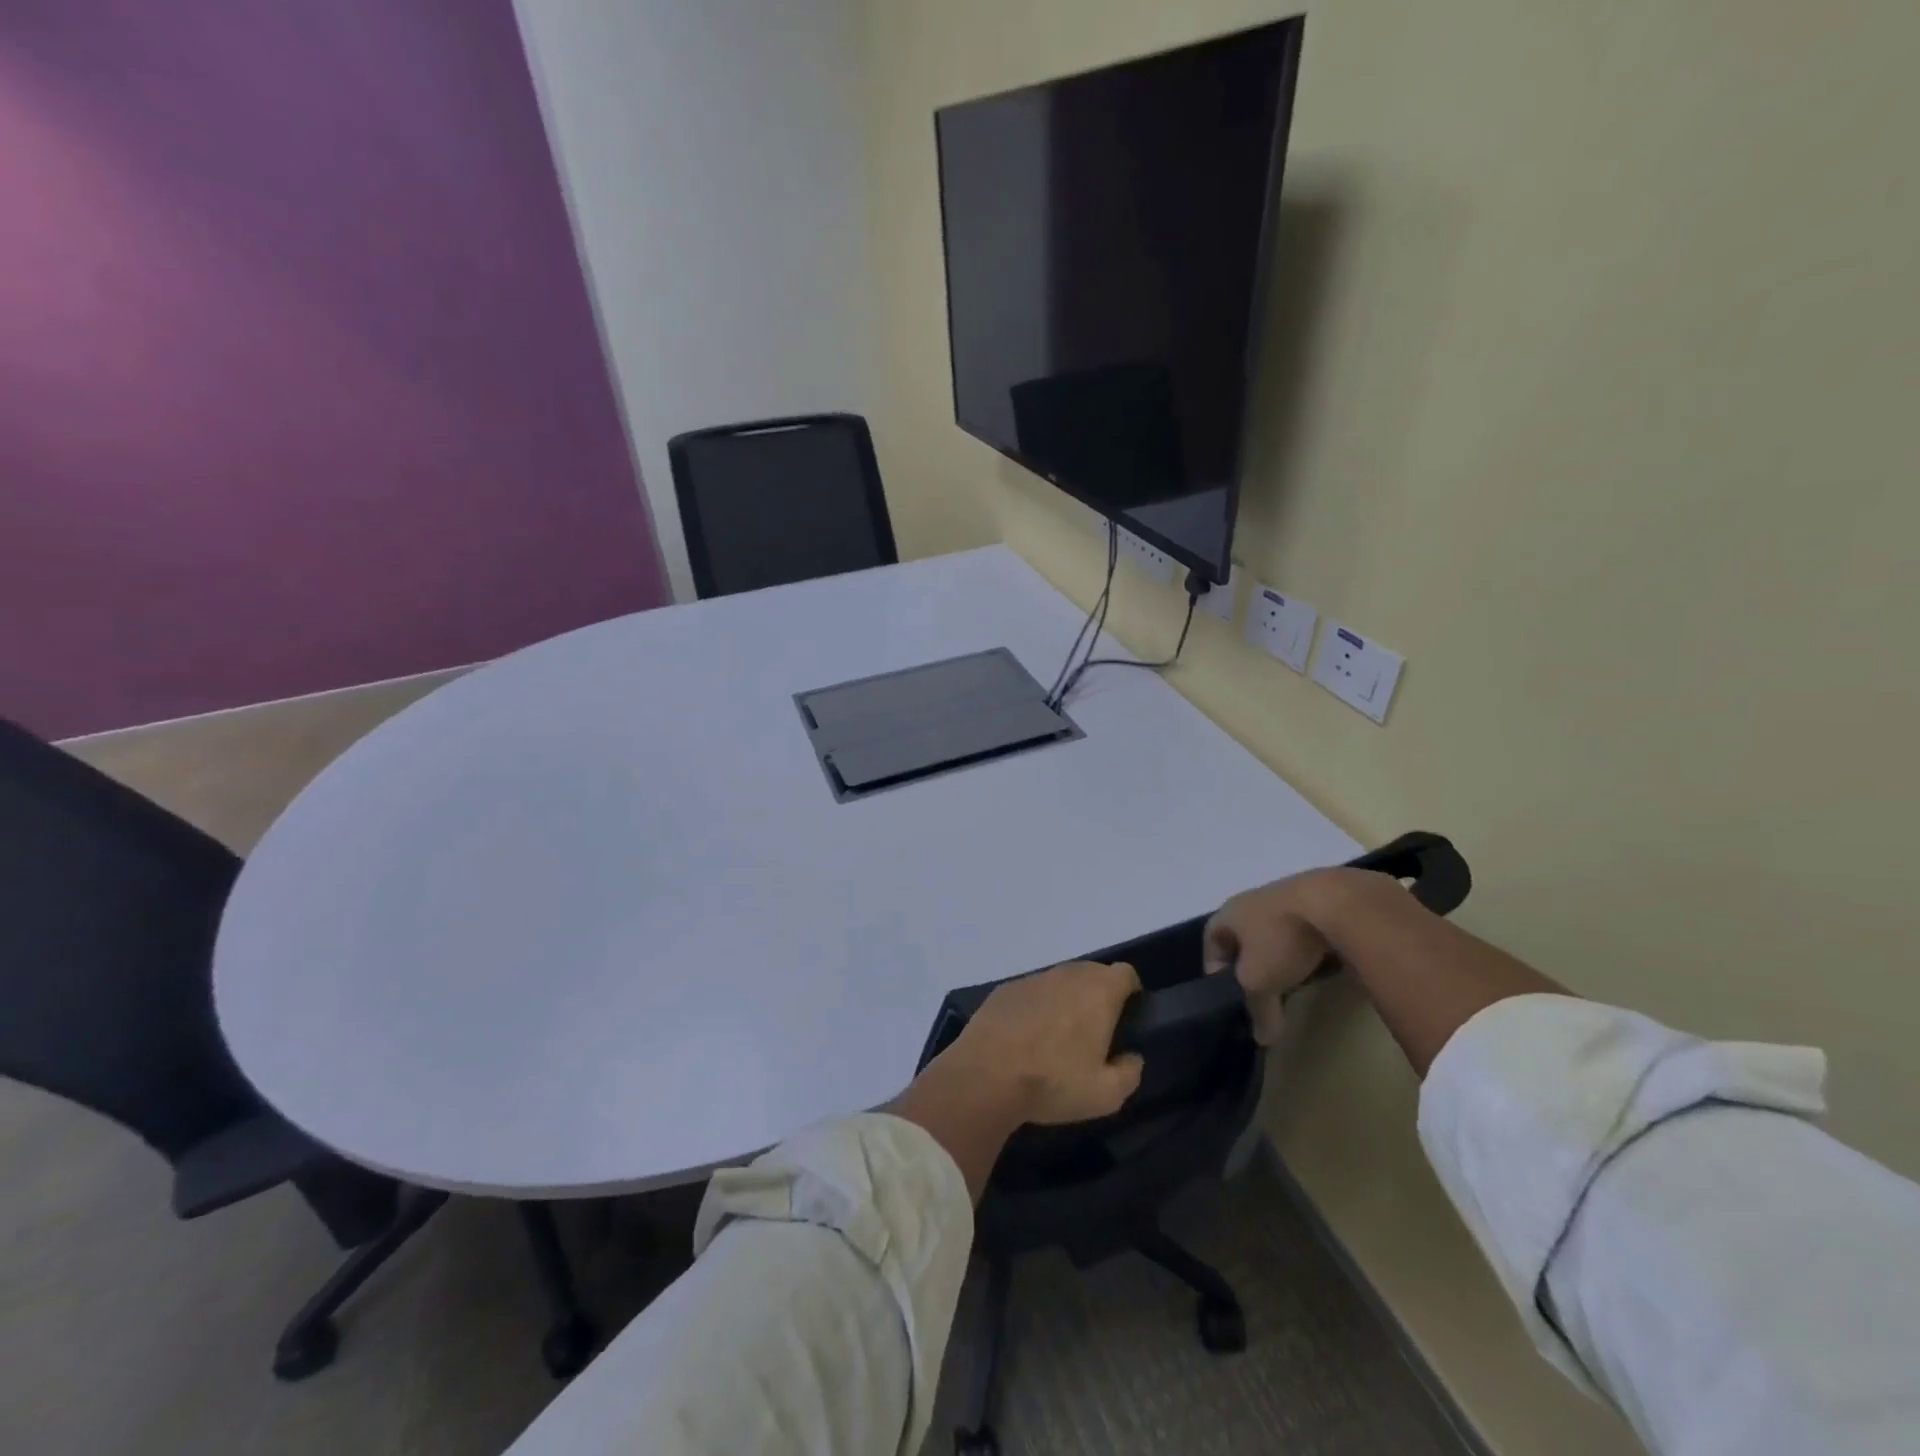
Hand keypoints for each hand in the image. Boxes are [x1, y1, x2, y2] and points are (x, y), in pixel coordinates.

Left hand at [943, 960, 1145, 1124]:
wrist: (986, 1074)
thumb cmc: (1053, 1082)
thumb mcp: (1106, 1095)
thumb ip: (1129, 1073)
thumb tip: (1132, 1057)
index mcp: (1098, 992)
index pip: (1126, 973)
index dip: (1130, 992)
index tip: (1126, 1017)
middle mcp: (1068, 974)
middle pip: (1093, 973)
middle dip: (1098, 995)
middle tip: (1094, 1031)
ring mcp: (1034, 978)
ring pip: (1061, 981)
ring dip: (1066, 1000)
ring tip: (1058, 1036)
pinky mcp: (1006, 988)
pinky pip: (1033, 991)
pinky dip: (1036, 1006)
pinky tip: (1026, 1036)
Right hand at [1204, 871, 1347, 1044]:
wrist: (1336, 902)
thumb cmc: (1281, 938)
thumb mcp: (1261, 982)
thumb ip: (1258, 1010)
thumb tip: (1263, 1039)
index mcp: (1229, 912)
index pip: (1210, 938)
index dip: (1215, 966)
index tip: (1229, 992)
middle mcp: (1252, 899)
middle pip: (1243, 933)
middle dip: (1250, 960)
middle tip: (1262, 987)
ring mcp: (1287, 894)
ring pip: (1275, 928)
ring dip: (1280, 951)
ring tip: (1294, 976)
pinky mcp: (1319, 896)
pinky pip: (1304, 926)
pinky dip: (1307, 944)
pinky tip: (1322, 962)